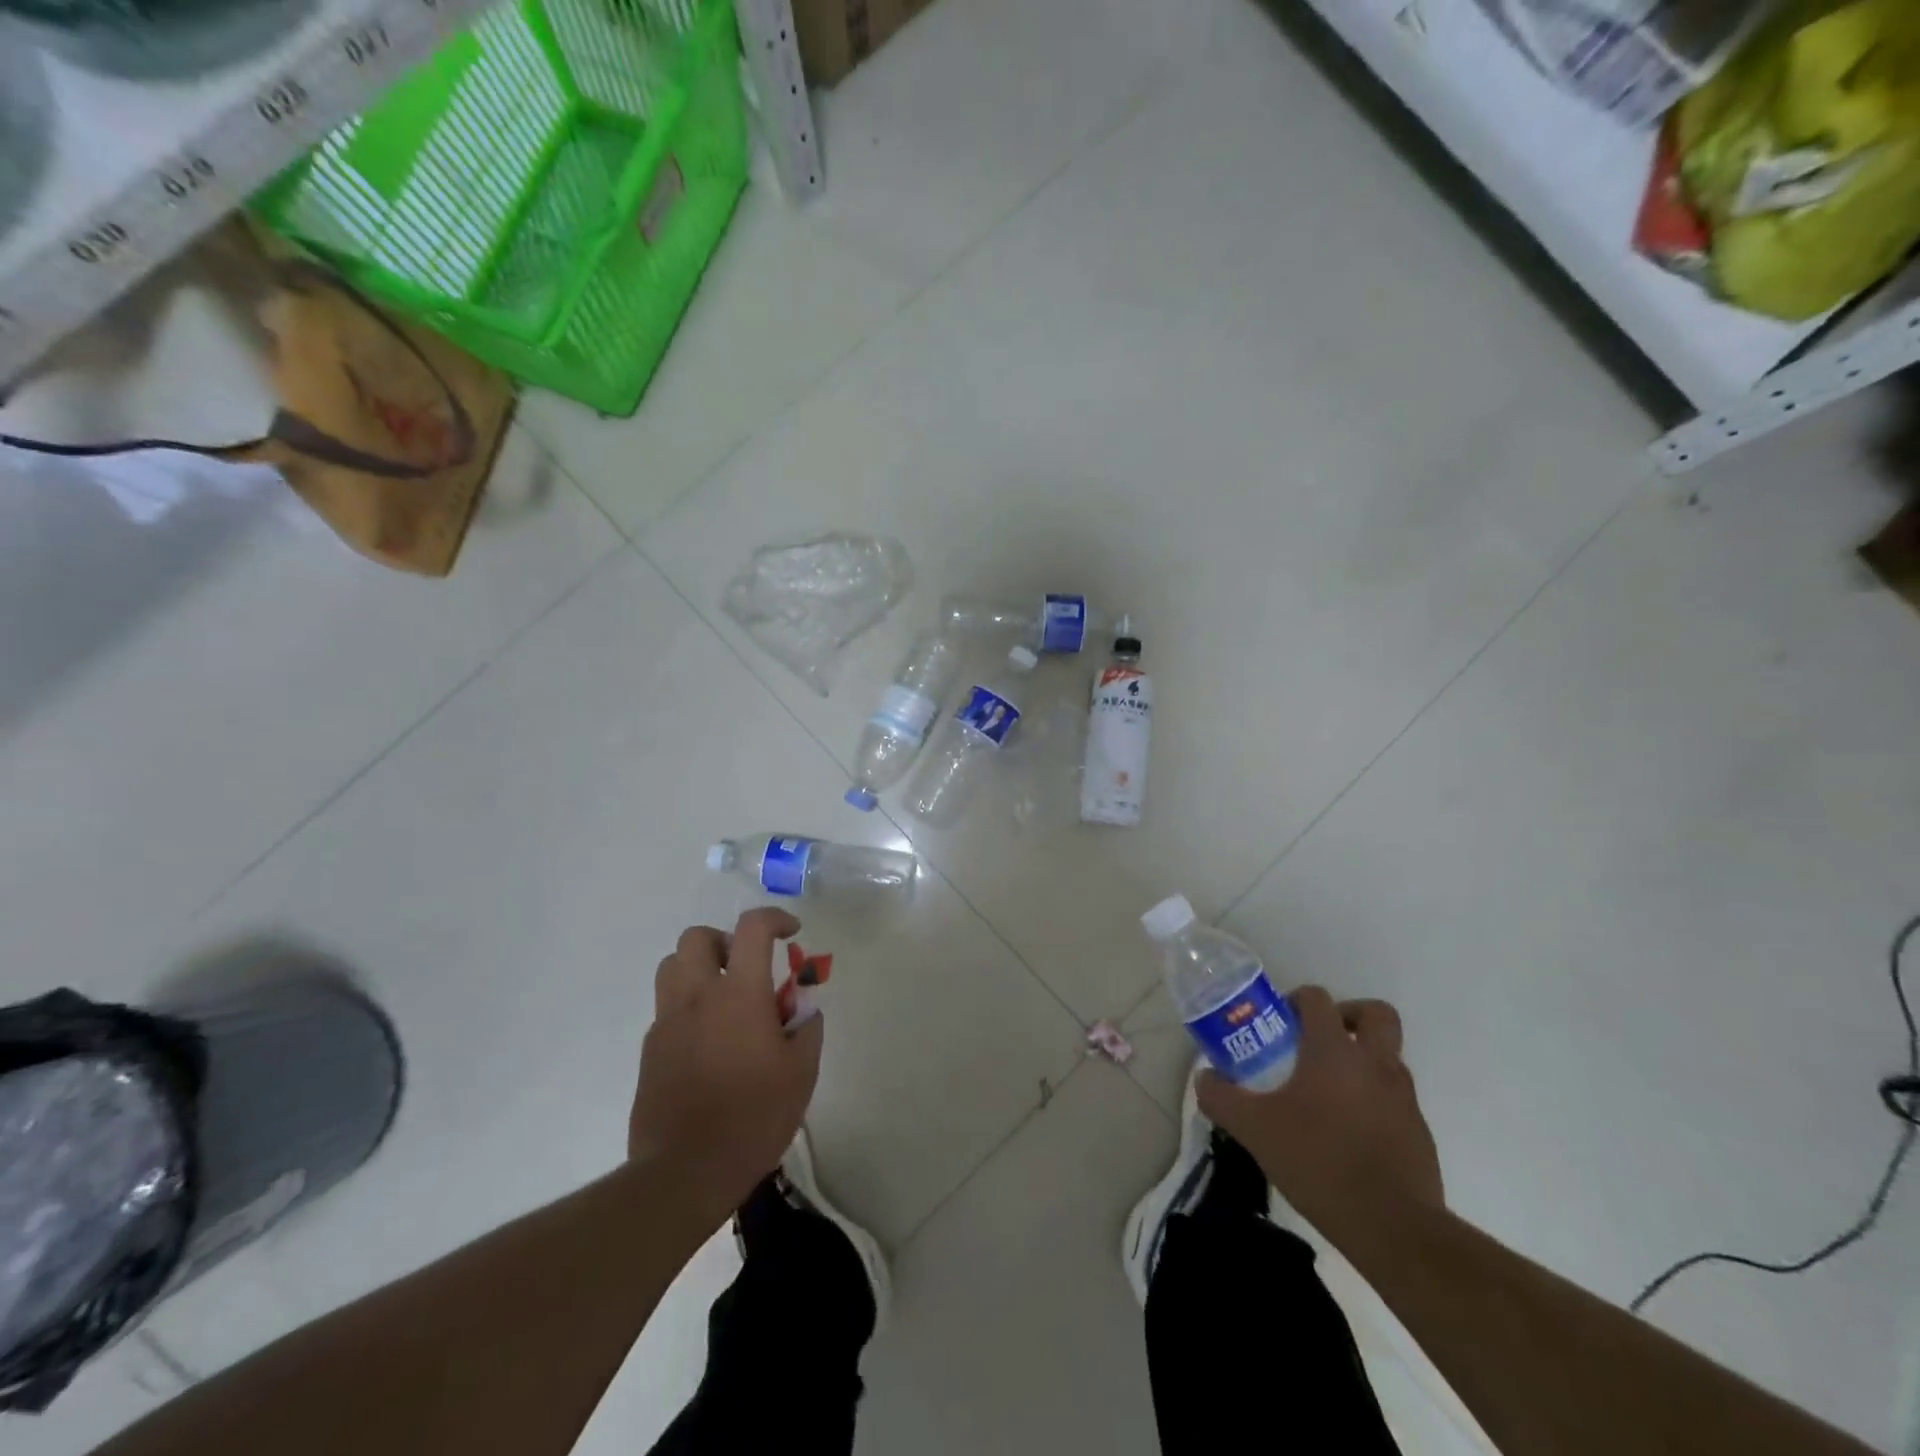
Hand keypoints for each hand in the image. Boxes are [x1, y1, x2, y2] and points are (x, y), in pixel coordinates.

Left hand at [629, 908, 822, 1225]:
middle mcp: (697, 996)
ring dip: (699, 968)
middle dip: (725, 940)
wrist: (685, 1171)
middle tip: (747, 966)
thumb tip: (804, 1011)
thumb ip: (807, 1030)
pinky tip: (708, 1042)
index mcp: (739, 993)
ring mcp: (667, 1022)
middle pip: (697, 937)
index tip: (791, 933)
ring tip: (724, 998)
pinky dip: (688, 1007)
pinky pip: (666, 1008)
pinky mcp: (649, 1050)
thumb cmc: (753, 1117)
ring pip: (671, 966)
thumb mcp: (801, 1073)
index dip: (775, 919)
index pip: (752, 928)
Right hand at [1198, 987, 1441, 1245]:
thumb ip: (1222, 1098)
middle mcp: (1375, 1063)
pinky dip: (1375, 1102)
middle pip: (1376, 1014)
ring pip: (1389, 1057)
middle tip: (1319, 1039)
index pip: (1318, 999)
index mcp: (1334, 1050)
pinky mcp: (1420, 1133)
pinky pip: (1396, 1100)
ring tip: (1328, 1092)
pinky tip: (1349, 1133)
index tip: (1279, 1022)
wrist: (1393, 1228)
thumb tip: (1204, 1078)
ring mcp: (1403, 1098)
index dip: (1296, 1000)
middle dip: (1349, 1016)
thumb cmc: (1319, 1161)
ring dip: (1363, 1060)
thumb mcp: (1254, 1129)